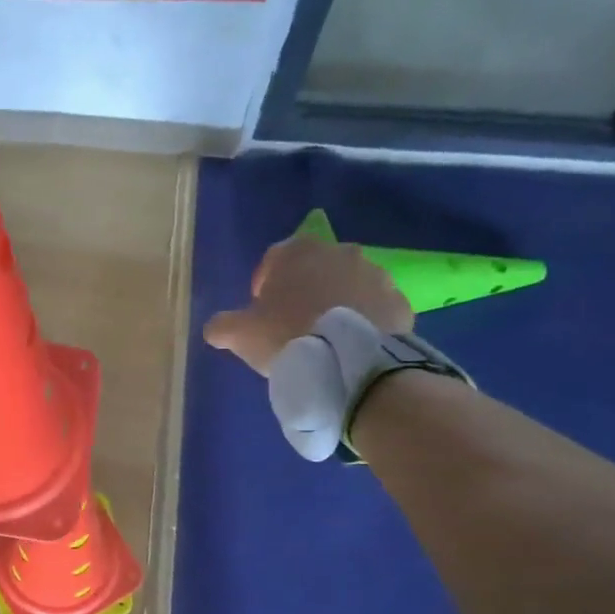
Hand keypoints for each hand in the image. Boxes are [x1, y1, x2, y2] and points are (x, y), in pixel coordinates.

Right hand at [204, 234, 414, 374]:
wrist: (349, 362)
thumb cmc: (287, 336)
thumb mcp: (239, 334)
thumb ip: (221, 326)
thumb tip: (214, 329)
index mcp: (298, 252)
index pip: (275, 259)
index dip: (265, 285)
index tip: (262, 312)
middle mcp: (340, 252)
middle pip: (315, 270)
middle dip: (305, 291)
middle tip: (294, 325)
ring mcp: (376, 274)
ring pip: (348, 286)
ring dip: (338, 303)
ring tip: (327, 339)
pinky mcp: (400, 301)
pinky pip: (375, 308)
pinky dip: (365, 321)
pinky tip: (353, 346)